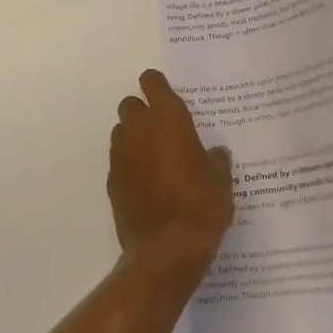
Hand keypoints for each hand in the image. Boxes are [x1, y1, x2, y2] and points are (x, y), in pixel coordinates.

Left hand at [107, 71, 233, 285]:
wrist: (166, 250)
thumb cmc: (201, 208)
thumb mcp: (221, 182)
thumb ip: (216, 160)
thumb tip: (215, 153)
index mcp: (169, 120)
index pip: (152, 83)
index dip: (157, 85)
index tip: (165, 94)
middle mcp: (139, 130)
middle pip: (131, 105)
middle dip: (143, 112)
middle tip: (163, 130)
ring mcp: (121, 155)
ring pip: (122, 131)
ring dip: (134, 137)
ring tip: (155, 158)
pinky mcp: (112, 180)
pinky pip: (119, 160)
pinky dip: (130, 164)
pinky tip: (146, 183)